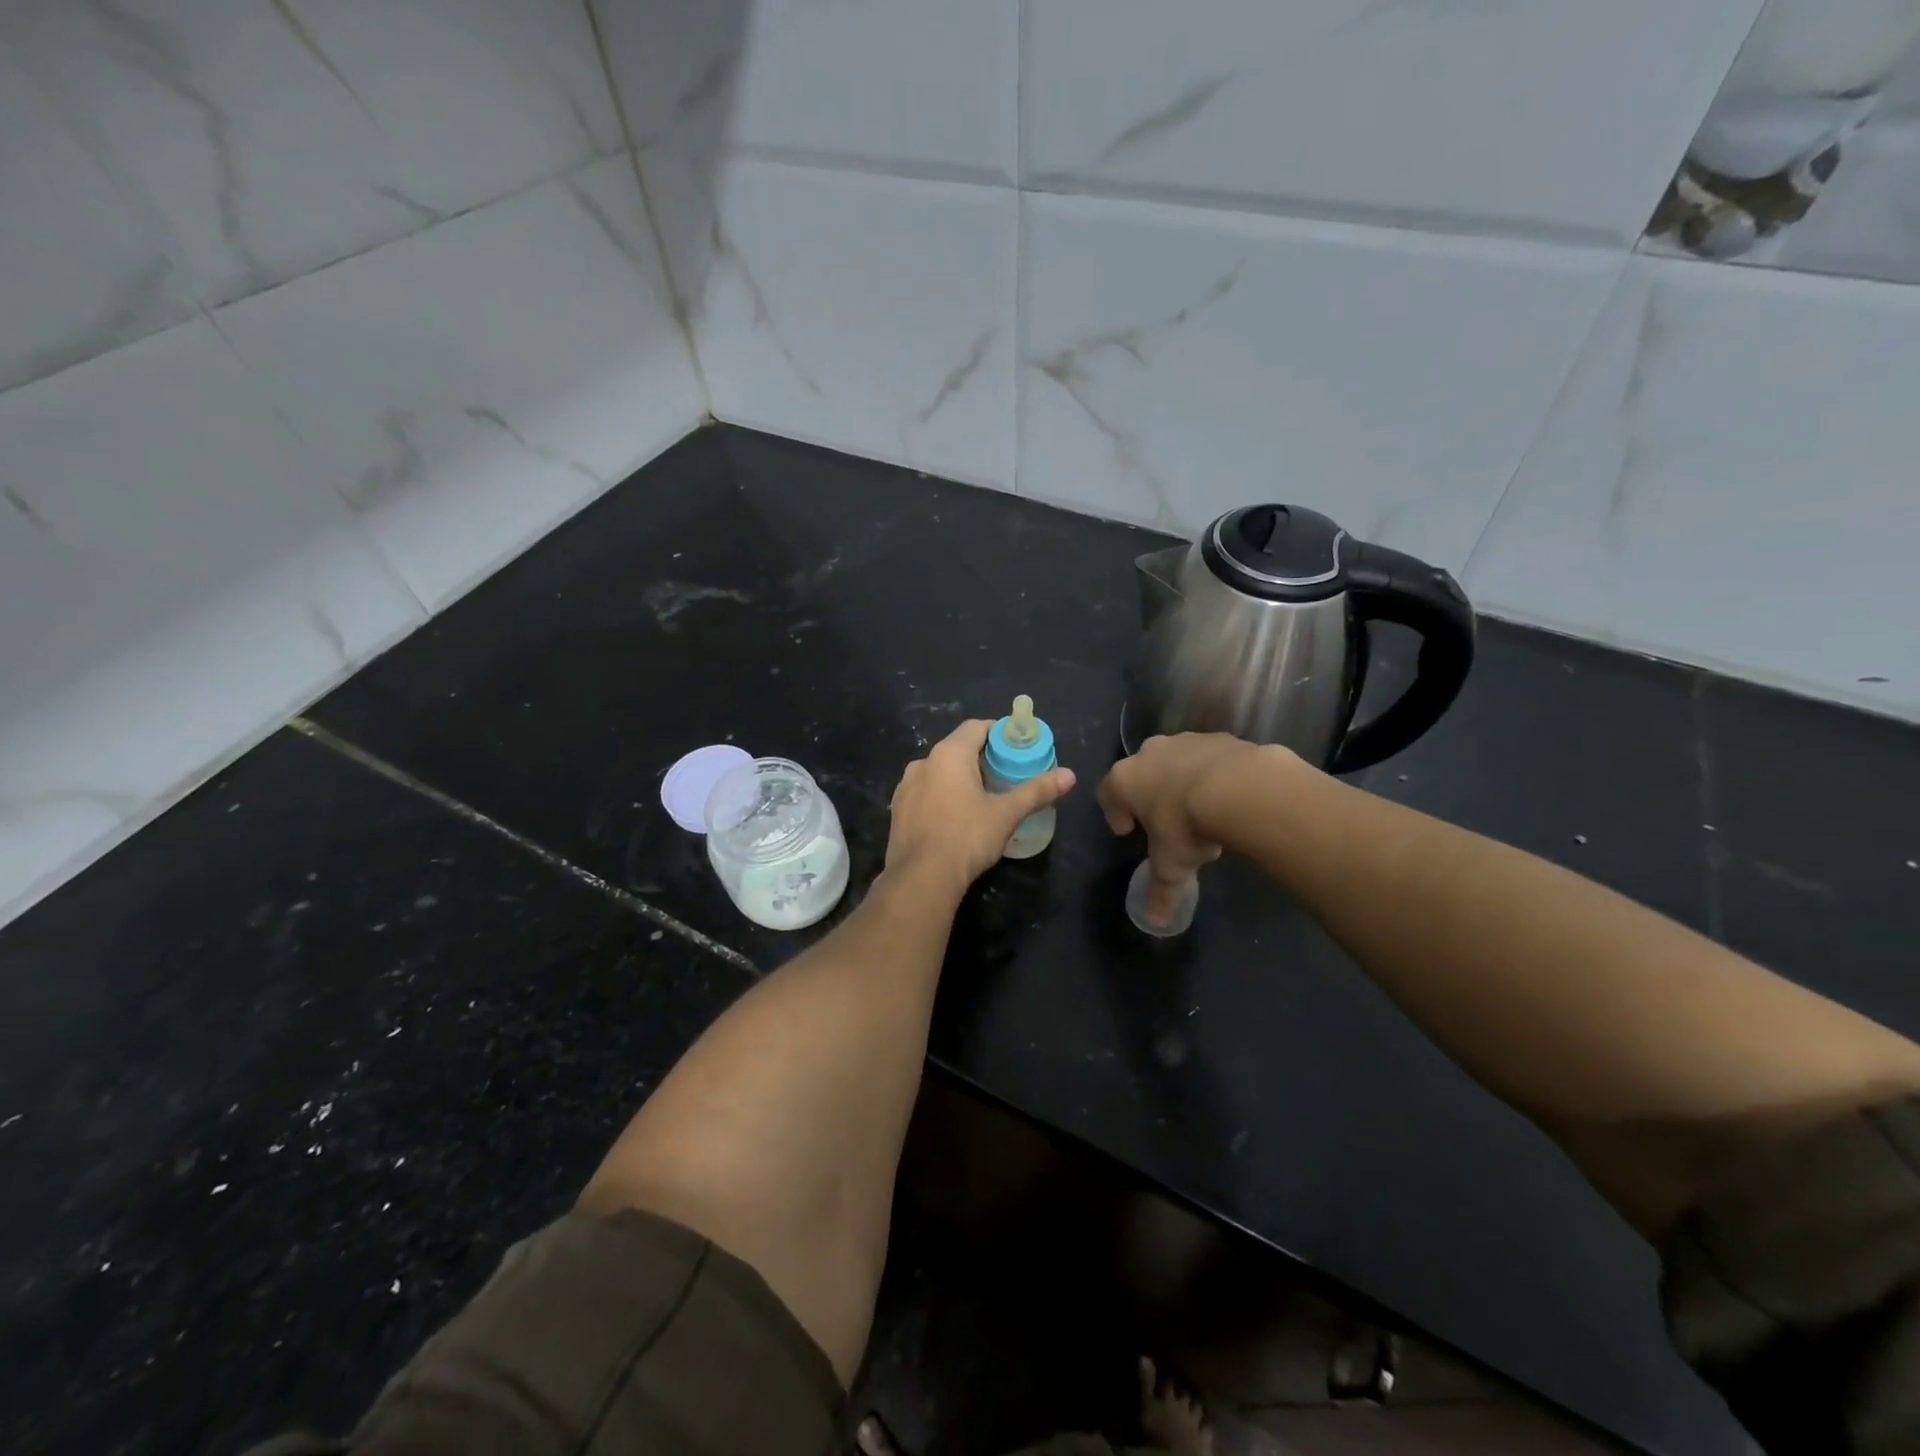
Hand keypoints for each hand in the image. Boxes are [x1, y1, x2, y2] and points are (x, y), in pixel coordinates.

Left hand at [886, 719, 1076, 899]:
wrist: (921, 878)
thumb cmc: (967, 837)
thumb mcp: (1007, 814)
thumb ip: (1037, 791)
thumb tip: (1070, 775)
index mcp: (949, 754)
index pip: (976, 727)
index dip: (998, 733)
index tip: (1015, 747)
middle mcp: (923, 762)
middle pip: (957, 748)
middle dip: (981, 757)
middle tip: (1005, 774)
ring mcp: (905, 786)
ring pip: (938, 771)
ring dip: (959, 778)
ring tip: (982, 797)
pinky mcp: (897, 809)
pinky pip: (925, 792)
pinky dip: (941, 796)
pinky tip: (955, 817)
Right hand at [1097, 733, 1272, 924]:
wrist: (1241, 788)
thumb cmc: (1187, 825)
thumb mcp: (1171, 866)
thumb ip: (1160, 892)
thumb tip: (1154, 923)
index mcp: (1125, 779)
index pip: (1107, 792)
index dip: (1114, 813)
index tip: (1128, 831)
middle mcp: (1150, 752)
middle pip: (1141, 773)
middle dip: (1151, 796)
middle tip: (1166, 823)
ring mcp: (1186, 740)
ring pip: (1176, 763)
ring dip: (1183, 784)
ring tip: (1203, 813)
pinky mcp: (1220, 738)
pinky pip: (1211, 758)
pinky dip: (1215, 775)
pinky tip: (1230, 798)